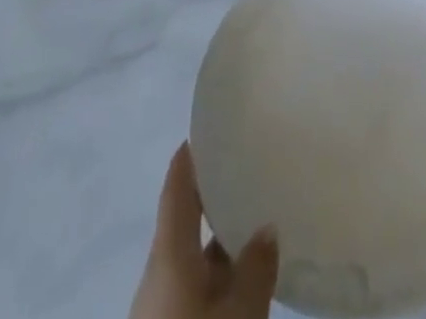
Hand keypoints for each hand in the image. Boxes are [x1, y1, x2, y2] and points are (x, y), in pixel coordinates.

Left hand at [128, 144, 279, 318]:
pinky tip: (246, 273)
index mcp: (167, 254)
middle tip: (250, 165)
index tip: (212, 125)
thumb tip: (267, 228)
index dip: (190, 156)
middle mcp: (158, 273)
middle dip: (215, 194)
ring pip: (193, 258)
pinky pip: (194, 287)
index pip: (176, 189)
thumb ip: (256, 266)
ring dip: (220, 238)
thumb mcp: (240, 310)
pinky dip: (218, 271)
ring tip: (259, 217)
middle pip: (185, 221)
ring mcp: (160, 305)